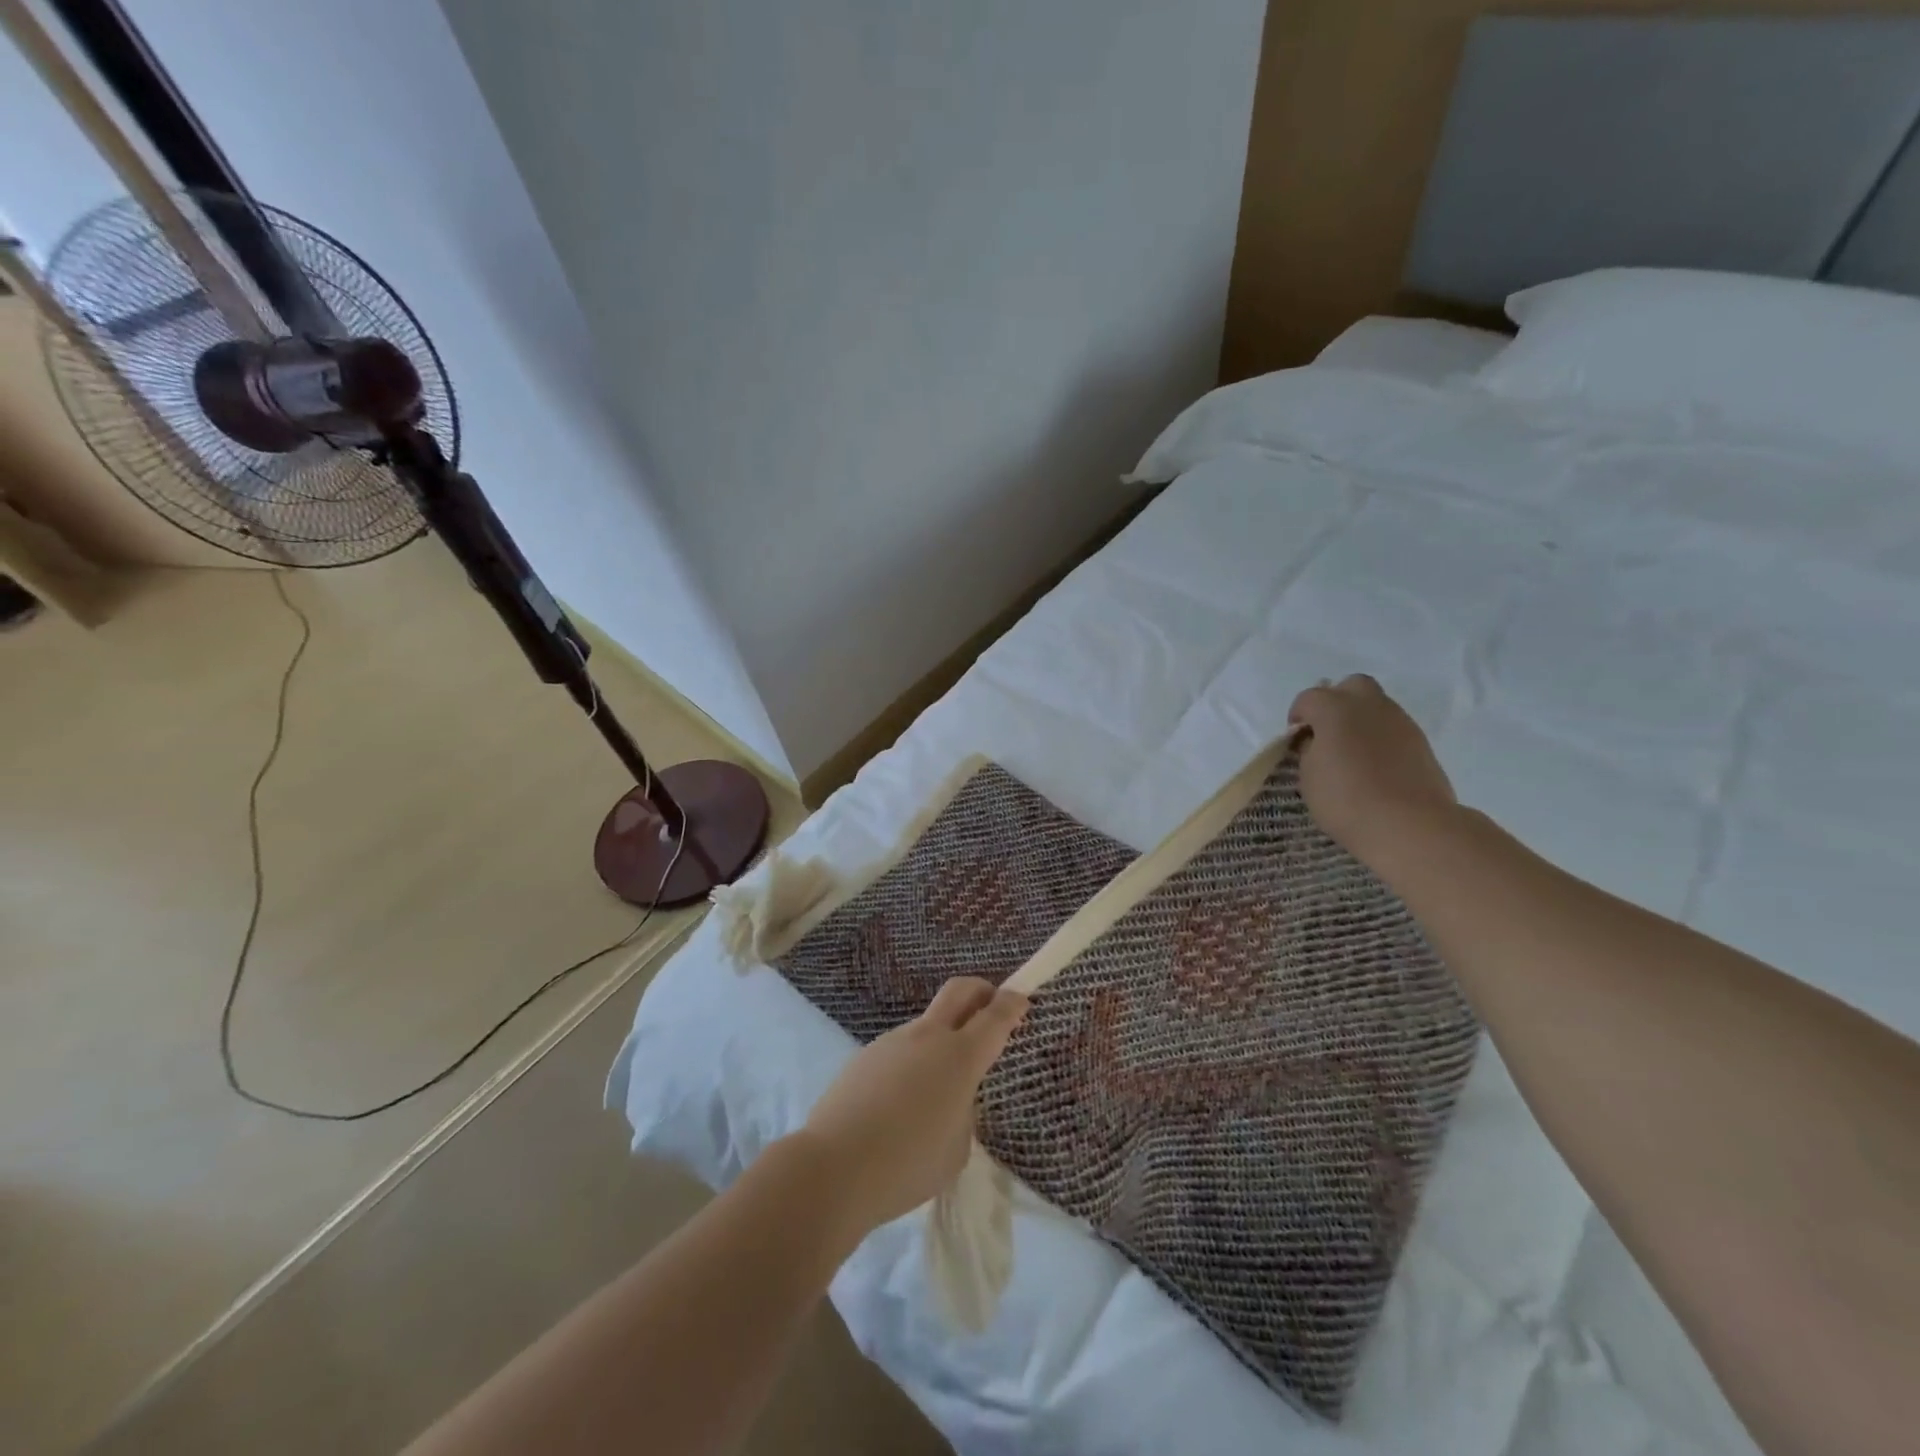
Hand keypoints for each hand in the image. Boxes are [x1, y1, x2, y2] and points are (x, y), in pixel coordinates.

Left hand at [797, 978, 1028, 1234]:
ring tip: (936, 1090)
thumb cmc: (907, 1164)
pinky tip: (900, 1105)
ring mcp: (892, 1042)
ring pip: (927, 1025)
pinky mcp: (865, 1056)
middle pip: (959, 991)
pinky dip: (912, 1064)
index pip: (995, 1017)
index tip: (1021, 998)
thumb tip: (948, 1098)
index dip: (1012, 1004)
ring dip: (942, 1037)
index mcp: (959, 1057)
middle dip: (981, 990)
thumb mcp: (956, 1148)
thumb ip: (962, 1112)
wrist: (833, 1168)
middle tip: (992, 1004)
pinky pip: (900, 1051)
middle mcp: (927, 1038)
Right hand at [1288, 675, 1457, 871]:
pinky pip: (1393, 729)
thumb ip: (1309, 749)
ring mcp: (1400, 721)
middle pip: (1351, 686)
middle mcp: (1370, 705)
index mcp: (1335, 708)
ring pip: (1376, 706)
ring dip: (1360, 721)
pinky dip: (1379, 739)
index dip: (1298, 716)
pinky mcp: (1421, 742)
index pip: (1309, 698)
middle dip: (1336, 702)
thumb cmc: (1345, 799)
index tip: (1296, 740)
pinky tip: (1374, 766)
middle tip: (1327, 733)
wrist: (1409, 824)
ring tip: (1351, 754)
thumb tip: (1317, 741)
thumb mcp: (1308, 775)